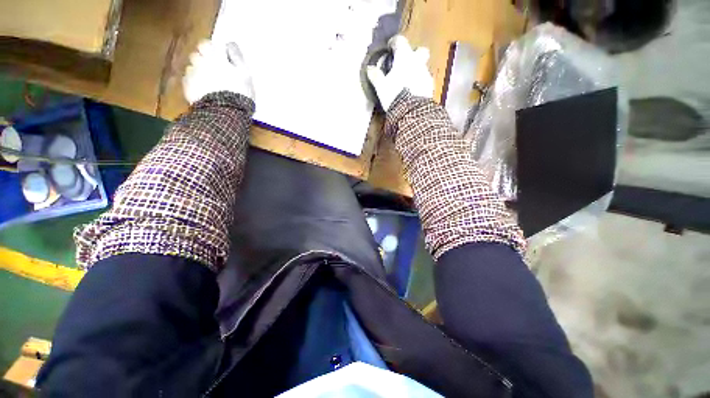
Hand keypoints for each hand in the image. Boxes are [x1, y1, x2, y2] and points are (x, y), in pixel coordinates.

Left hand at [183, 40, 254, 104]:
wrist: (225, 112)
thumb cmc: (239, 92)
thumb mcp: (245, 75)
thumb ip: (237, 57)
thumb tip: (230, 45)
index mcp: (215, 57)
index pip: (209, 43)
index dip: (215, 50)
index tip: (223, 59)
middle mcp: (201, 61)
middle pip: (198, 53)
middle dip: (204, 58)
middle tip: (215, 70)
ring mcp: (192, 73)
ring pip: (193, 65)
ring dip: (199, 70)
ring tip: (209, 82)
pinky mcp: (187, 86)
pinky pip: (189, 79)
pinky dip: (195, 82)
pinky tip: (203, 90)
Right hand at [366, 35, 433, 110]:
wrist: (411, 111)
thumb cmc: (394, 94)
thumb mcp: (381, 87)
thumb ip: (376, 76)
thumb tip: (370, 68)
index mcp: (404, 57)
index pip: (400, 41)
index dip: (394, 42)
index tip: (390, 47)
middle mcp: (417, 62)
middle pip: (420, 50)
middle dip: (414, 54)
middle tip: (405, 63)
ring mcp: (426, 74)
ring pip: (423, 67)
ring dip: (416, 70)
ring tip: (407, 82)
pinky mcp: (430, 87)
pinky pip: (424, 81)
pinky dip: (419, 83)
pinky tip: (413, 92)